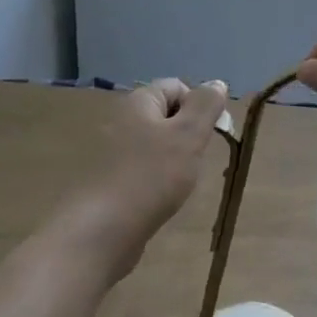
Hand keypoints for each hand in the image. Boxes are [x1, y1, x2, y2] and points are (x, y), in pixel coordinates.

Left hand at [57, 78, 228, 277]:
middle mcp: (120, 121)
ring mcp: (110, 153)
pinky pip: (142, 169)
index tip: (211, 133)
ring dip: (175, 158)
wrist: (99, 233)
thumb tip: (217, 83)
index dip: (199, 104)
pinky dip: (157, 179)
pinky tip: (161, 197)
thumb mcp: (189, 134)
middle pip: (167, 115)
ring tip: (181, 181)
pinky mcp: (107, 181)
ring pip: (156, 144)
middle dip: (189, 133)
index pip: (177, 86)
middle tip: (197, 158)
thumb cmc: (150, 176)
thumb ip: (206, 105)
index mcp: (138, 103)